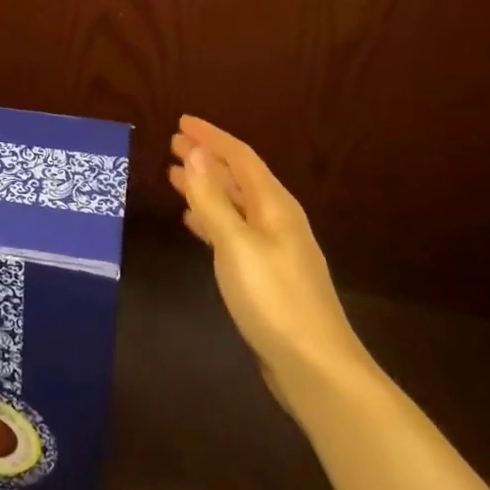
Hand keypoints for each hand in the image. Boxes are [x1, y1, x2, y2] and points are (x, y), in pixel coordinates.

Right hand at [168, 115, 372, 400]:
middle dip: (207, 158)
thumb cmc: (273, 299)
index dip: (211, 137)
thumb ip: (213, 198)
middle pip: (239, 177)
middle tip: (173, 144)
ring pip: (235, 204)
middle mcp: (277, 220)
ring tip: (175, 177)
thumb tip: (194, 151)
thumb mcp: (236, 244)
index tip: (181, 122)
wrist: (315, 367)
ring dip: (207, 187)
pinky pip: (234, 230)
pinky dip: (212, 218)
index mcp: (274, 206)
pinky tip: (195, 223)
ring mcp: (275, 248)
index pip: (240, 157)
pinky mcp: (268, 275)